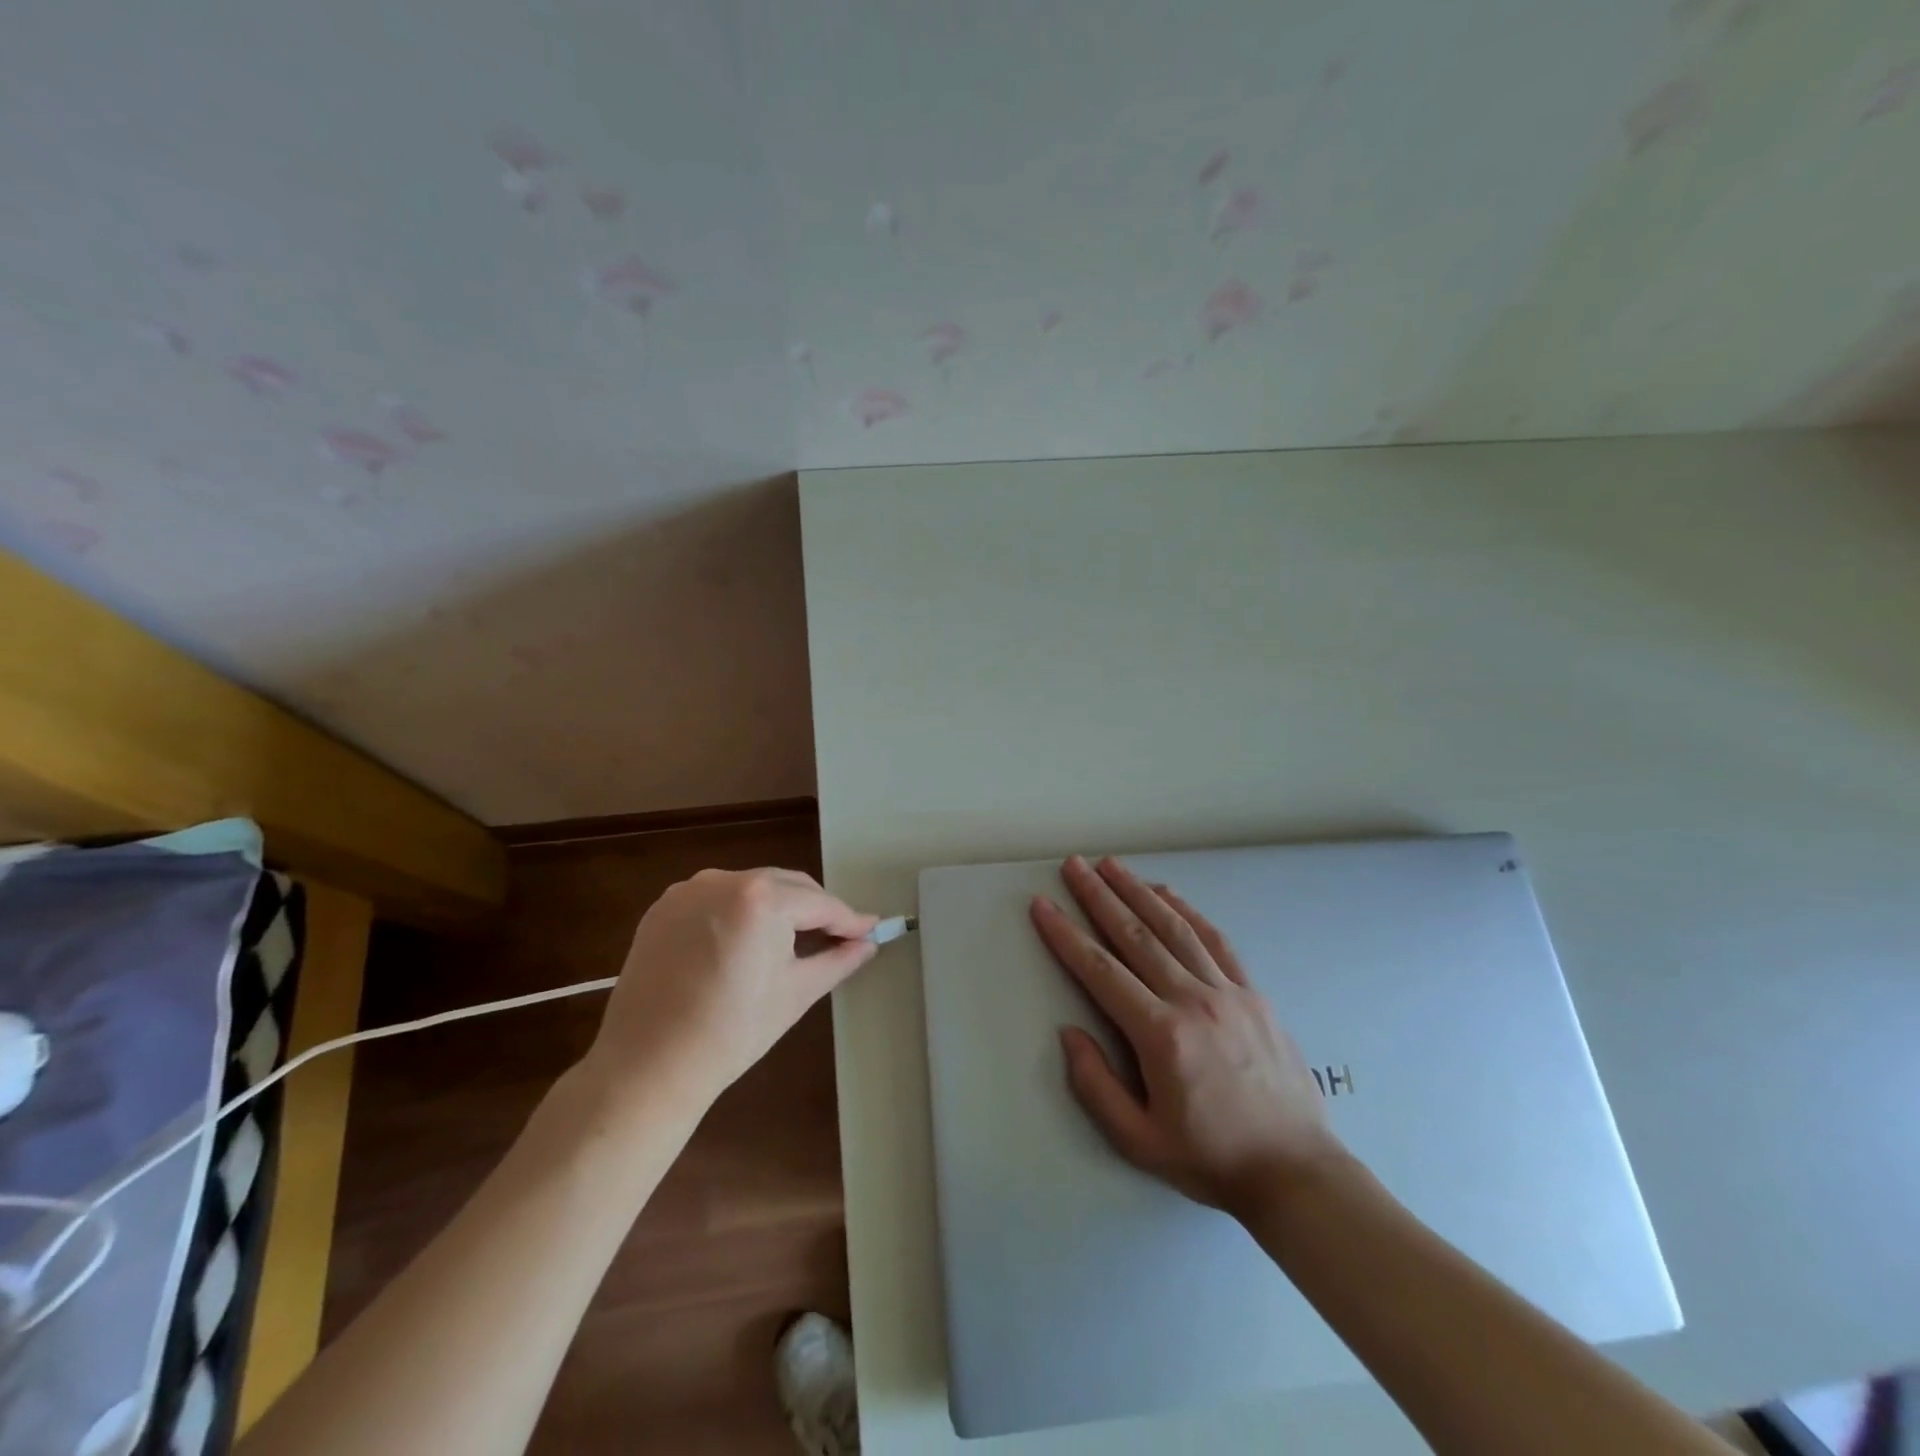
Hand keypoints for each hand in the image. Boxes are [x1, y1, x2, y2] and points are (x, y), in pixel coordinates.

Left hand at [585, 868, 878, 1113]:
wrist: (648, 1066)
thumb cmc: (732, 1032)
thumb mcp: (796, 993)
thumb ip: (838, 959)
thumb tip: (868, 943)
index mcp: (762, 899)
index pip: (820, 903)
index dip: (849, 919)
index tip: (871, 930)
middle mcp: (724, 880)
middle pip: (786, 886)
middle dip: (814, 909)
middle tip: (837, 937)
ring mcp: (689, 891)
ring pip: (751, 888)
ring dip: (777, 907)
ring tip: (791, 940)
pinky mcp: (663, 907)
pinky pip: (716, 898)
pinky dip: (738, 912)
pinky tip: (744, 941)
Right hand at [1031, 855, 1345, 1217]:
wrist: (1296, 1172)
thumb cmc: (1210, 1159)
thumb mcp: (1139, 1141)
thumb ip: (1096, 1085)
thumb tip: (1069, 1033)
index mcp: (1162, 1036)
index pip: (1101, 971)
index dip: (1066, 935)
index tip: (1042, 905)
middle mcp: (1193, 1001)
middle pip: (1136, 936)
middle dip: (1099, 896)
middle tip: (1074, 865)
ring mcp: (1228, 992)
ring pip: (1175, 928)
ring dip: (1139, 891)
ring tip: (1111, 865)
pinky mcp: (1253, 993)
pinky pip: (1215, 940)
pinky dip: (1187, 911)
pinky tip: (1167, 893)